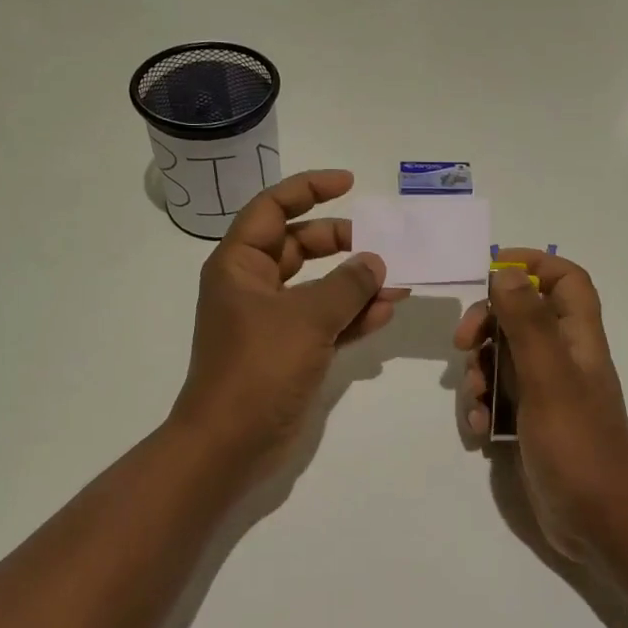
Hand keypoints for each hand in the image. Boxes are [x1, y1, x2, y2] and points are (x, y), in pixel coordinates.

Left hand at [171, 169, 405, 483]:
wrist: (230, 443)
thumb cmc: (258, 368)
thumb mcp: (306, 318)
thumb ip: (346, 285)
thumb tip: (374, 262)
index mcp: (240, 264)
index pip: (273, 208)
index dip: (309, 189)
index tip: (349, 183)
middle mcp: (253, 286)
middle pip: (299, 245)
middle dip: (340, 241)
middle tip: (380, 243)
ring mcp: (271, 321)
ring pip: (317, 286)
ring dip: (354, 283)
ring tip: (397, 282)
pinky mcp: (289, 352)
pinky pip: (324, 322)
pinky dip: (351, 316)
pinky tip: (384, 313)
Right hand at [453, 250, 627, 560]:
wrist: (597, 522)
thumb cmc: (577, 445)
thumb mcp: (548, 378)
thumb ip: (527, 322)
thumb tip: (504, 271)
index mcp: (578, 339)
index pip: (566, 280)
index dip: (533, 265)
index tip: (490, 271)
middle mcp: (563, 358)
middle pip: (520, 315)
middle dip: (486, 323)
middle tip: (463, 343)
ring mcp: (546, 391)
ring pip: (501, 357)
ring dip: (478, 372)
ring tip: (475, 400)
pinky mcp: (530, 421)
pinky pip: (496, 397)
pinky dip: (481, 407)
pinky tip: (479, 431)